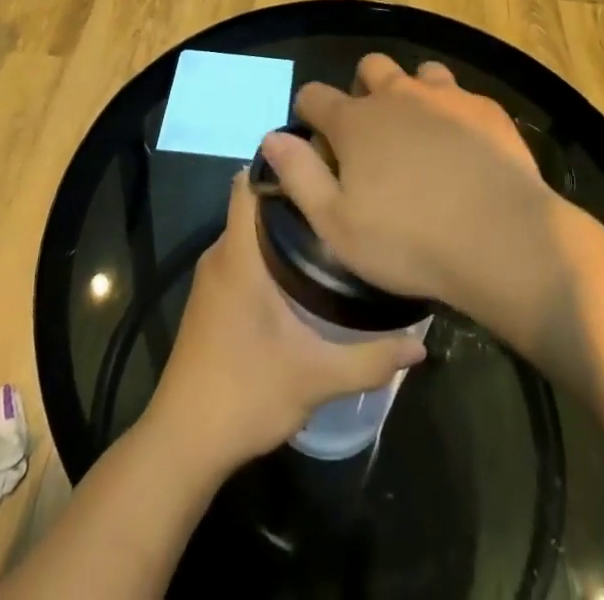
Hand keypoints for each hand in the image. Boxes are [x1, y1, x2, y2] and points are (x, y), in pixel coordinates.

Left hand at [145, 171, 426, 475]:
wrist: (182, 444)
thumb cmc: (245, 394)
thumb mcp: (316, 378)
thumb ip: (370, 359)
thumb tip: (421, 345)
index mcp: (239, 255)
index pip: (250, 181)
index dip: (282, 163)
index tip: (324, 160)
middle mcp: (220, 254)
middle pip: (255, 203)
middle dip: (295, 196)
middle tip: (343, 197)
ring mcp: (212, 277)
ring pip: (248, 230)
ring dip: (283, 226)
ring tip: (333, 228)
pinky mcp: (211, 299)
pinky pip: (241, 254)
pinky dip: (268, 251)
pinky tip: (304, 272)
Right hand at [259, 54, 556, 328]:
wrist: (502, 239)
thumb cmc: (409, 241)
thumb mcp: (337, 225)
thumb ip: (299, 176)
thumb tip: (271, 138)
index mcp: (356, 121)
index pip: (314, 95)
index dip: (308, 113)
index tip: (315, 139)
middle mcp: (397, 94)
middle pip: (370, 67)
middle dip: (363, 90)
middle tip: (371, 134)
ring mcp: (445, 96)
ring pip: (419, 73)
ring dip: (412, 93)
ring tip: (420, 133)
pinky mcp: (485, 108)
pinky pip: (461, 95)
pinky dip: (453, 112)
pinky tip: (464, 146)